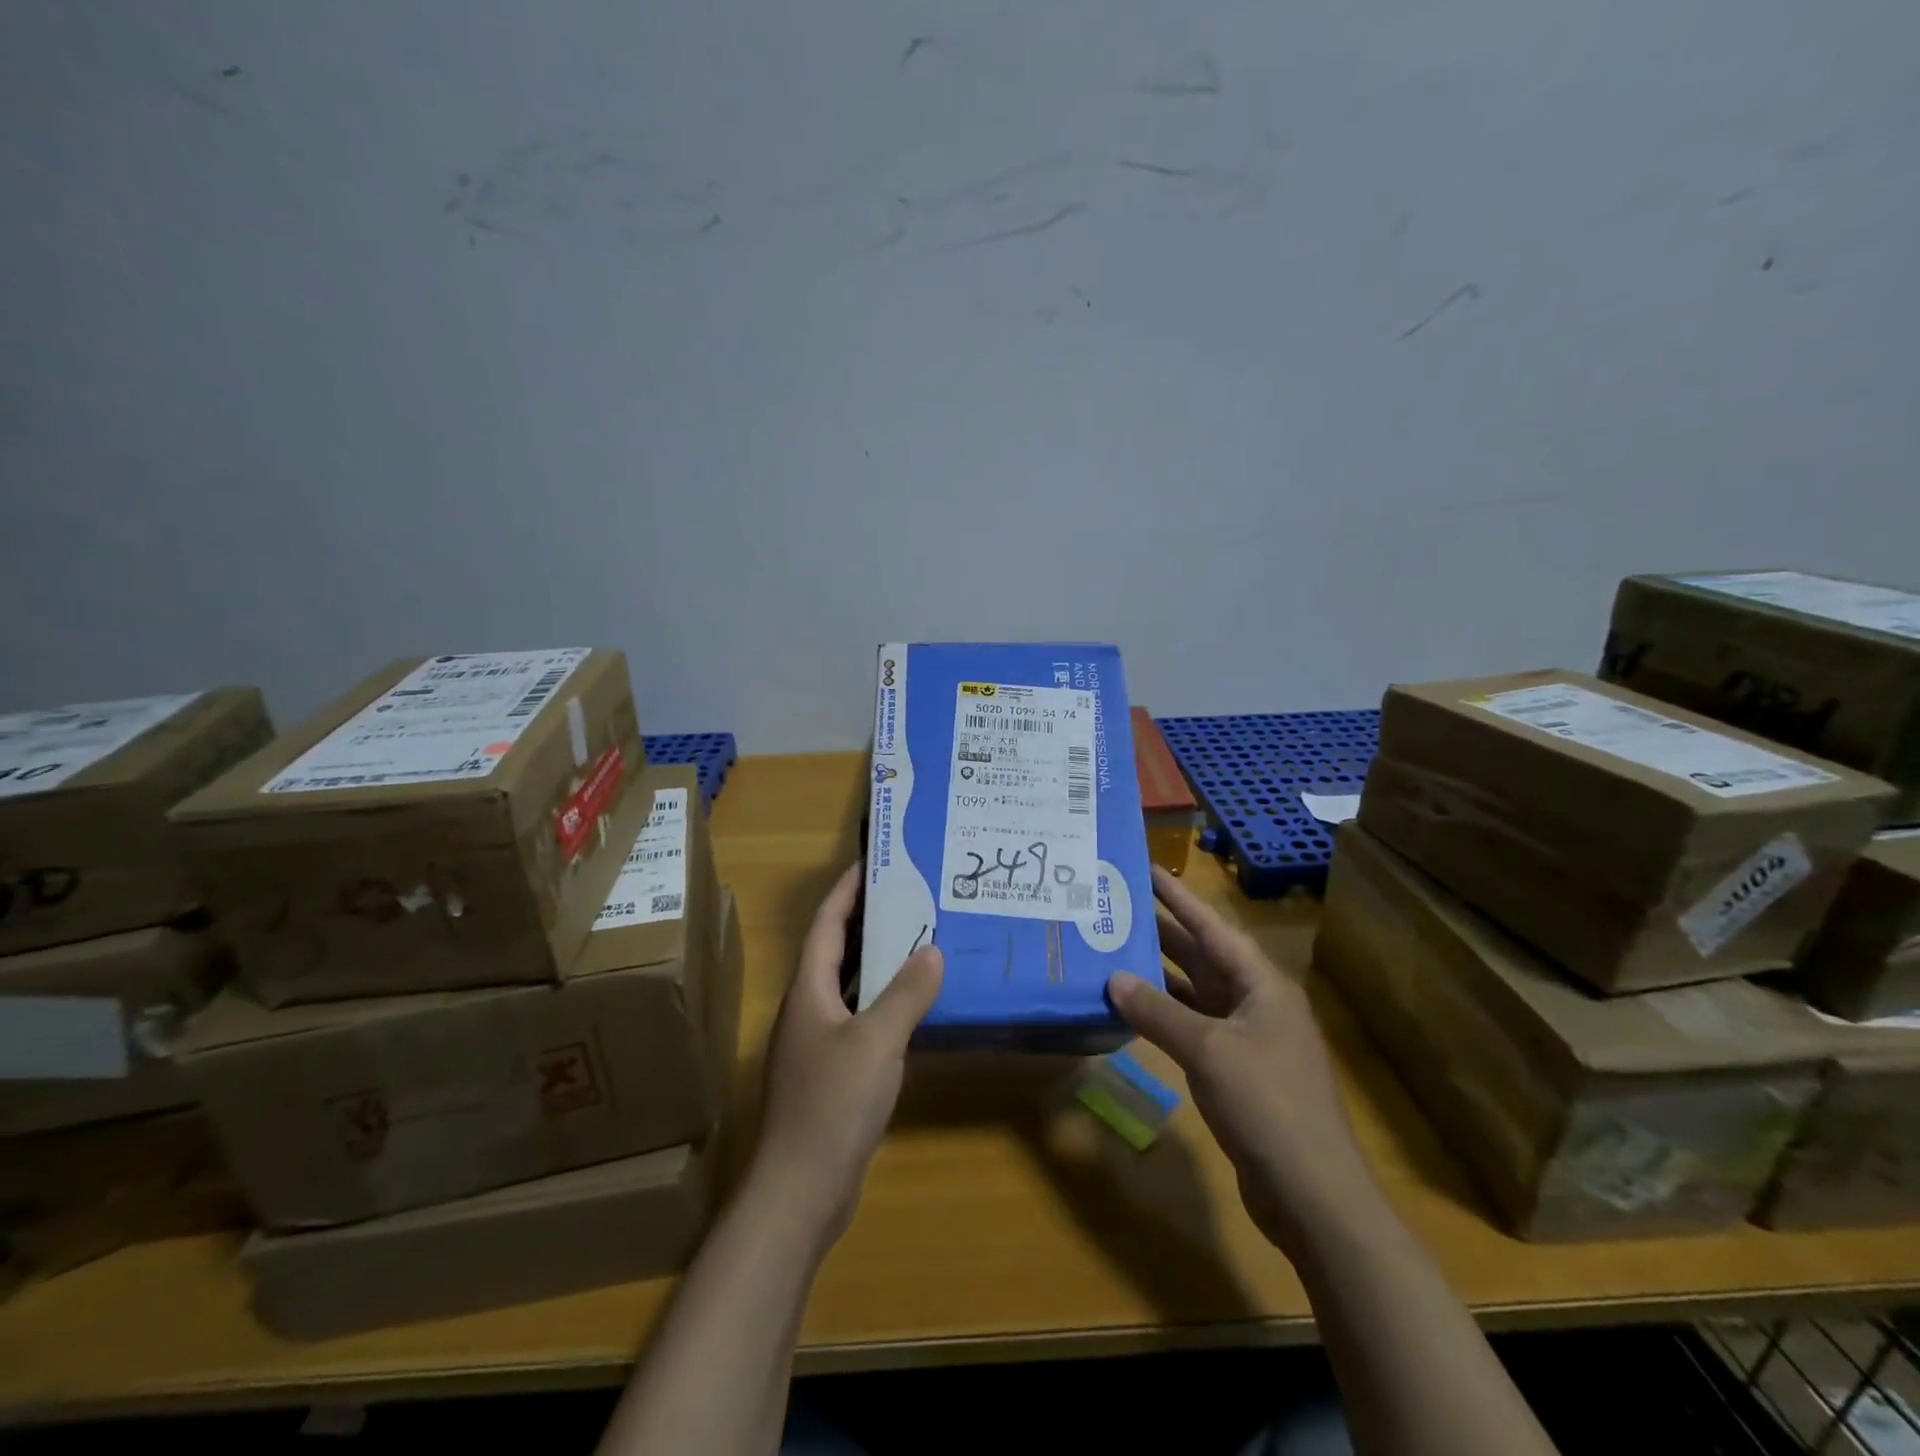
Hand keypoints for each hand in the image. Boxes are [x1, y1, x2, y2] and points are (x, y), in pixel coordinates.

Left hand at [751, 862, 943, 1249]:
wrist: (801, 1192)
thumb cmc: (832, 1105)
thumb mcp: (876, 1042)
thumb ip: (906, 994)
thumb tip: (932, 950)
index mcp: (808, 991)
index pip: (826, 923)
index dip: (847, 889)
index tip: (875, 861)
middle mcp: (808, 1009)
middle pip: (837, 950)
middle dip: (869, 920)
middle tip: (912, 896)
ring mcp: (818, 1043)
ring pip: (851, 986)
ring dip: (880, 962)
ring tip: (921, 939)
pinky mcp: (832, 1073)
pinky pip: (861, 1020)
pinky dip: (885, 1003)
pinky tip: (916, 1006)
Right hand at [1107, 865, 1379, 1257]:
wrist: (1314, 1197)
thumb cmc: (1267, 1105)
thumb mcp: (1208, 1051)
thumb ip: (1157, 1012)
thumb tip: (1113, 979)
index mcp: (1260, 985)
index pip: (1211, 927)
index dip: (1178, 897)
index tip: (1146, 868)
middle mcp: (1255, 1003)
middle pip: (1202, 956)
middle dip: (1161, 931)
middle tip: (1116, 907)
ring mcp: (1247, 1040)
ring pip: (1195, 993)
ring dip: (1158, 976)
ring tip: (1113, 952)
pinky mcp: (1236, 1073)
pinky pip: (1193, 1029)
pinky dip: (1164, 1017)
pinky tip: (1132, 1012)